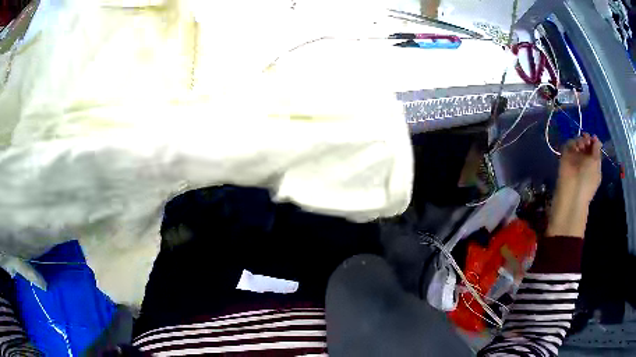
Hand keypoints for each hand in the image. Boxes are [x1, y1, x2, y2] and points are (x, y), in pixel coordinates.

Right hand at [558, 133, 601, 203]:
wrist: (573, 191)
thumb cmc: (588, 181)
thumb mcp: (596, 165)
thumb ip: (597, 151)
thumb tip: (596, 139)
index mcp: (593, 164)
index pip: (594, 149)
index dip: (594, 142)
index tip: (594, 138)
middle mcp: (584, 160)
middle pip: (586, 143)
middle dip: (587, 139)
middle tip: (587, 140)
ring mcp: (574, 158)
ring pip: (577, 141)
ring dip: (580, 140)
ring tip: (582, 145)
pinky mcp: (565, 156)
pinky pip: (569, 144)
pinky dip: (573, 142)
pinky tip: (576, 147)